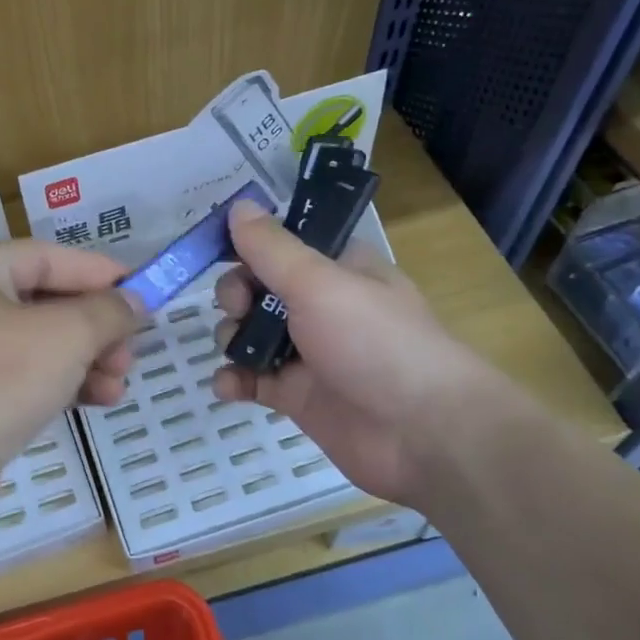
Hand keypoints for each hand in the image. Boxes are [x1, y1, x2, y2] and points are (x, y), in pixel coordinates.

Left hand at [0, 241, 138, 532]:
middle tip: (130, 351)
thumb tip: (134, 302)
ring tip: (119, 384)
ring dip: (86, 361)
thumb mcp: (63, 335)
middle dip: (95, 327)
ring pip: (39, 349)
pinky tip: (97, 402)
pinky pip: (27, 384)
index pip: (44, 257)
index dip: (96, 271)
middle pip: (44, 305)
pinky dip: (63, 387)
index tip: (142, 289)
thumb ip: (105, 312)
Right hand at [211, 199, 491, 504]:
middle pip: (258, 289)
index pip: (281, 244)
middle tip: (240, 307)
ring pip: (250, 335)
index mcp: (336, 269)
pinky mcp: (296, 396)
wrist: (422, 433)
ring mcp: (308, 353)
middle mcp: (320, 306)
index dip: (248, 244)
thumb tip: (238, 205)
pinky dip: (234, 380)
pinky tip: (228, 386)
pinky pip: (252, 380)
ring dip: (231, 337)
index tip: (217, 248)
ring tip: (236, 350)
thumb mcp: (319, 283)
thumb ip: (272, 248)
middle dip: (235, 294)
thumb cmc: (374, 342)